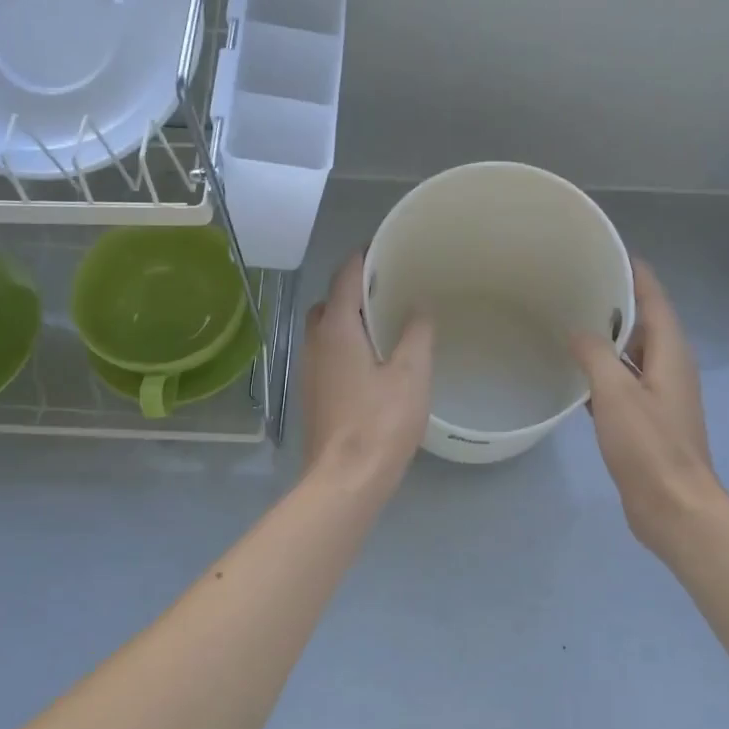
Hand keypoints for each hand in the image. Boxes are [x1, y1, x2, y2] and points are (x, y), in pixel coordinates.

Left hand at [300, 251, 433, 496]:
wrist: (345, 479)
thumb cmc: (380, 422)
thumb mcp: (410, 373)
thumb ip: (416, 333)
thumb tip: (418, 305)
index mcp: (336, 328)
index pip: (344, 276)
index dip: (364, 257)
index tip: (388, 249)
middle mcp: (315, 342)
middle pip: (329, 301)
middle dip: (355, 288)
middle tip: (390, 288)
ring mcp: (310, 369)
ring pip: (326, 328)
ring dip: (349, 318)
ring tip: (386, 321)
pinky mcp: (314, 393)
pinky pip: (328, 352)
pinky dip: (347, 343)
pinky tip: (374, 359)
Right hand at [570, 259, 727, 553]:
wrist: (674, 508)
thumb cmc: (649, 447)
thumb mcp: (616, 394)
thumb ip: (596, 356)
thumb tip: (578, 331)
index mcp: (671, 354)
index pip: (655, 299)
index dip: (635, 274)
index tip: (606, 252)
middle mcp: (670, 368)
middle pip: (644, 324)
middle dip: (615, 303)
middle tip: (575, 286)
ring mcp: (659, 396)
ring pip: (632, 355)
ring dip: (607, 339)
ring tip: (570, 322)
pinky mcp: (647, 420)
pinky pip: (623, 383)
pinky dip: (603, 372)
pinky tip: (575, 373)